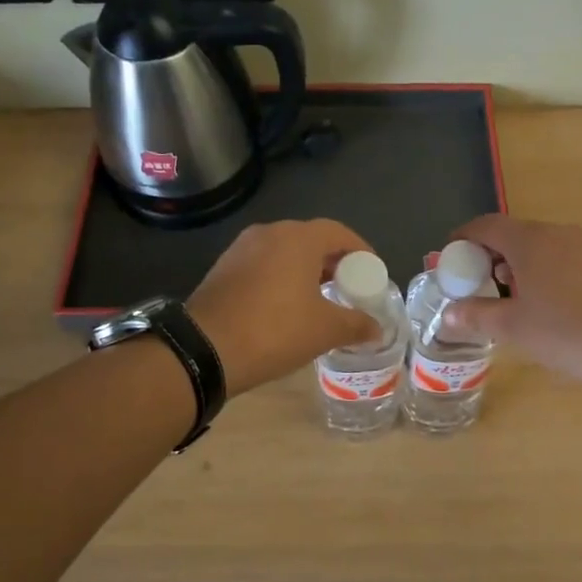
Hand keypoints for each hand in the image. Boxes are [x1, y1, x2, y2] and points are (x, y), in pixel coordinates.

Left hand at [188, 220, 381, 395]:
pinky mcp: (224, 268)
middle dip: (333, 262)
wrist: (204, 349)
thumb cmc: (275, 330)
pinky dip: (281, 278)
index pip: (339, 232)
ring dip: (306, 271)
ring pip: (285, 252)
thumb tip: (377, 330)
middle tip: (348, 289)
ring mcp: (242, 248)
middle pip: (311, 240)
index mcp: (298, 238)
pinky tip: (286, 307)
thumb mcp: (324, 330)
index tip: (371, 274)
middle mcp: (269, 233)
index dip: (360, 251)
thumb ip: (355, 324)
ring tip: (320, 300)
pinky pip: (263, 265)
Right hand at [439, 214, 581, 389]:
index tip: (449, 258)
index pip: (486, 226)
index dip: (463, 238)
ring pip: (538, 245)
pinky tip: (544, 303)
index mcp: (529, 240)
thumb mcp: (514, 327)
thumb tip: (448, 315)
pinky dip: (541, 270)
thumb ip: (477, 316)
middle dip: (488, 254)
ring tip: (506, 296)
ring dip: (516, 264)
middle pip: (512, 233)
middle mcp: (556, 233)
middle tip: (474, 283)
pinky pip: (560, 257)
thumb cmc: (568, 332)